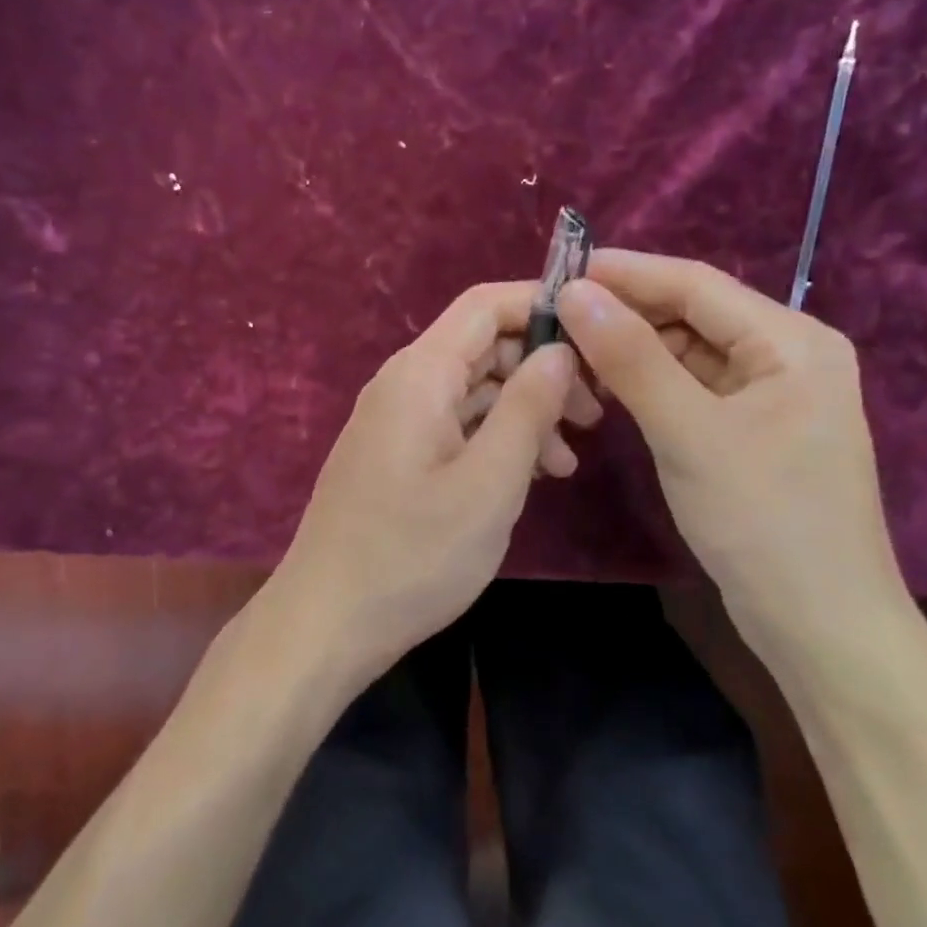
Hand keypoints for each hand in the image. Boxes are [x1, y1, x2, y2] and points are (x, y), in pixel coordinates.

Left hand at [276, 281, 600, 679]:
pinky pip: (455, 426)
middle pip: (483, 347)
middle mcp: (403, 384)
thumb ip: (527, 409)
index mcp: (420, 374)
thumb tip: (560, 350)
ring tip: (568, 462)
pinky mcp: (396, 455)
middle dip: (542, 369)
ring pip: (473, 390)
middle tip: (595, 416)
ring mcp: (396, 421)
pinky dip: (495, 439)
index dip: (543, 305)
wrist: (328, 620)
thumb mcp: (488, 483)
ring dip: (524, 412)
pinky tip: (529, 476)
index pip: (484, 305)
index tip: (599, 336)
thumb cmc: (413, 554)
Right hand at [557, 250, 911, 675]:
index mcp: (792, 341)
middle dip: (625, 312)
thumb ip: (631, 358)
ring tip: (568, 348)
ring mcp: (770, 395)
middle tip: (554, 314)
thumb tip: (575, 292)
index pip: (696, 284)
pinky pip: (691, 388)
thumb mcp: (690, 433)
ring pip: (687, 352)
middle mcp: (786, 355)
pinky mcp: (751, 429)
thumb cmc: (763, 522)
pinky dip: (648, 384)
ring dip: (632, 348)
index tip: (559, 269)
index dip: (626, 272)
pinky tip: (606, 387)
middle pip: (692, 314)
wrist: (820, 627)